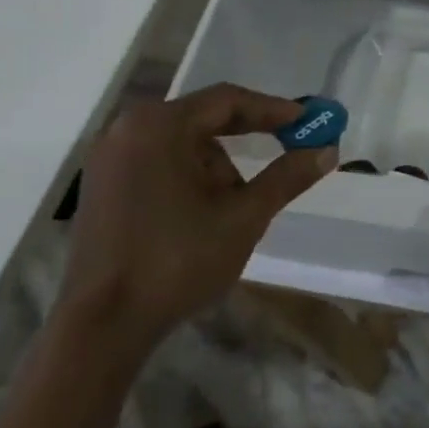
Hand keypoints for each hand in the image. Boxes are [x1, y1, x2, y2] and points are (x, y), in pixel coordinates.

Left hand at [59, 83, 336, 350]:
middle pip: (203, 118)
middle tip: (288, 148)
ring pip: (182, 144)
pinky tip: (204, 213)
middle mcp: (128, 130)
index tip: (309, 120)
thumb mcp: (244, 216)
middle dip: (247, 137)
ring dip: (217, 166)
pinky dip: (190, 177)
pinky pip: (159, 163)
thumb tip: (327, 149)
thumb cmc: (177, 261)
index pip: (227, 100)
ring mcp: (109, 159)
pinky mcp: (101, 187)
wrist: (102, 327)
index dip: (273, 110)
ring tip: (236, 207)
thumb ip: (287, 177)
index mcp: (160, 127)